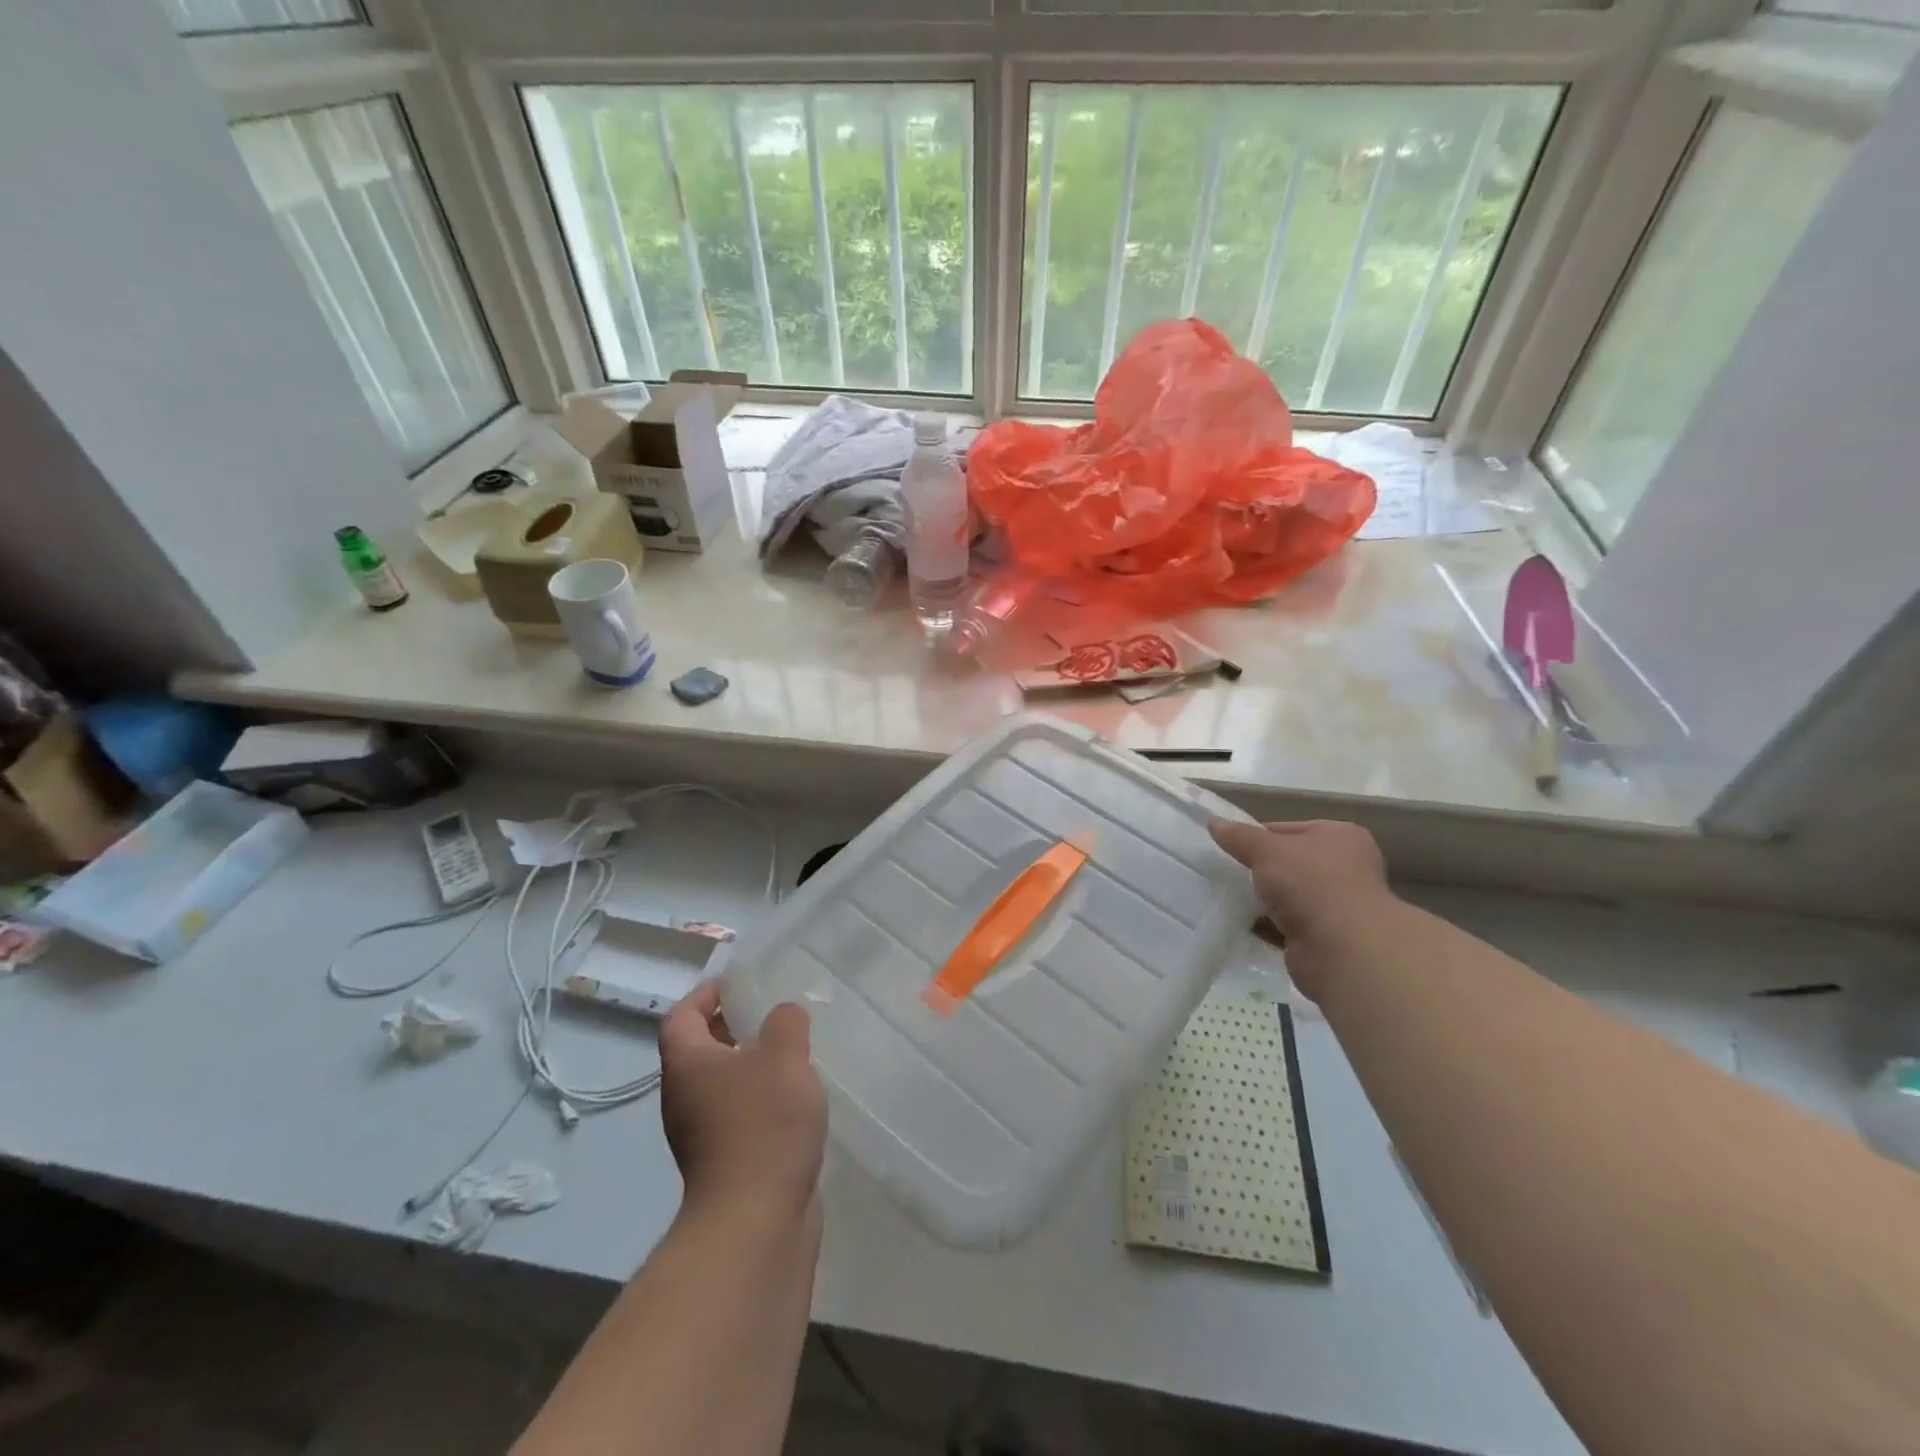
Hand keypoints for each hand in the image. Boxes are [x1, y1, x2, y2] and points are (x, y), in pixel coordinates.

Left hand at [658, 982, 826, 1224]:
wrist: (755, 1221)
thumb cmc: (763, 1124)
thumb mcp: (784, 1056)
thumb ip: (785, 1023)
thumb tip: (783, 1015)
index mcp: (687, 1065)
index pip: (681, 1015)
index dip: (706, 994)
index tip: (738, 984)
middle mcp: (684, 1097)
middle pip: (698, 1050)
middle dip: (731, 1027)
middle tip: (770, 1014)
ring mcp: (701, 1135)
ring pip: (720, 1084)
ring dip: (748, 1065)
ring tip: (790, 1053)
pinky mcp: (724, 1164)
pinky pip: (737, 1115)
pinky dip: (759, 1099)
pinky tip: (795, 1100)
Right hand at [1209, 819, 1393, 997]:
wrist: (1341, 949)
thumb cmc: (1310, 883)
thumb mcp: (1267, 850)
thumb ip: (1240, 836)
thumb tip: (1213, 822)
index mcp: (1341, 836)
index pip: (1288, 829)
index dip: (1257, 837)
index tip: (1230, 848)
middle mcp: (1345, 867)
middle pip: (1289, 863)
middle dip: (1260, 870)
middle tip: (1227, 873)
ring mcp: (1338, 904)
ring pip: (1288, 895)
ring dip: (1264, 899)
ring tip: (1229, 898)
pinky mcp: (1326, 937)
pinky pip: (1288, 924)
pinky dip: (1269, 925)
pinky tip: (1244, 923)